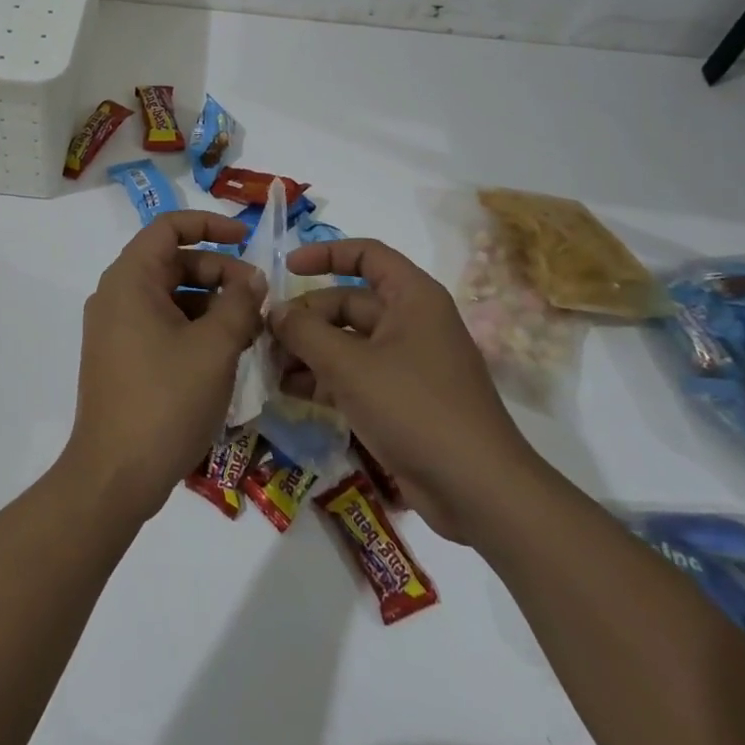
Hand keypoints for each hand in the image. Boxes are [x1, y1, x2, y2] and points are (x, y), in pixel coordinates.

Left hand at [60, 211, 263, 525]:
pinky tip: (227, 353)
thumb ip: (239, 305)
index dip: (210, 225)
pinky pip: (162, 324)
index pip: (169, 227)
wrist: (113, 476)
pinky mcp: (122, 357)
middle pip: (173, 262)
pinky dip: (195, 327)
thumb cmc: (165, 401)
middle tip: (259, 297)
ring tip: (252, 329)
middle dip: (219, 272)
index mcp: (130, 279)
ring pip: (171, 296)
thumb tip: (253, 279)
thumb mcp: (214, 348)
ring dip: (212, 304)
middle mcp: (117, 295)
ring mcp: (116, 328)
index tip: (247, 238)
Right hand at [271, 238, 539, 543]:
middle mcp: (411, 322)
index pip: (366, 254)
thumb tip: (274, 311)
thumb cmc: (414, 408)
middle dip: (306, 318)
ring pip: (348, 341)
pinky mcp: (402, 400)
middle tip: (265, 337)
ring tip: (270, 367)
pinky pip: (356, 375)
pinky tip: (291, 391)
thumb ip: (305, 332)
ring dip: (309, 351)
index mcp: (412, 297)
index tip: (287, 269)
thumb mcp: (350, 366)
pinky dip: (325, 379)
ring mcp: (407, 363)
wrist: (478, 491)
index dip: (325, 254)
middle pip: (348, 302)